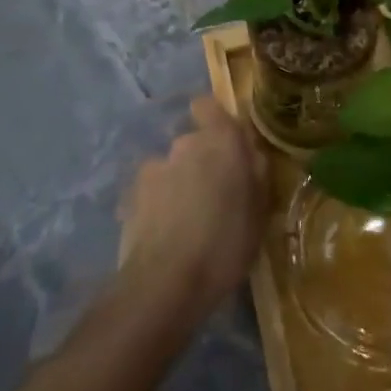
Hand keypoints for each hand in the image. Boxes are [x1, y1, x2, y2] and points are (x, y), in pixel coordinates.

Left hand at [117, 97, 268, 323]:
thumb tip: (251, 155)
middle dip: (202, 161)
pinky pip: (152, 190)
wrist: (165, 283)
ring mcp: (154, 167)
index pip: (209, 107)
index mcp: (221, 142)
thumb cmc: (225, 246)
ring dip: (179, 183)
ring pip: (172, 167)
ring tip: (186, 221)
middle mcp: (185, 144)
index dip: (214, 121)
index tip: (226, 146)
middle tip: (214, 196)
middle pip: (194, 142)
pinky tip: (164, 233)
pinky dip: (158, 204)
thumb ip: (256, 175)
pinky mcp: (131, 194)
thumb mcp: (259, 214)